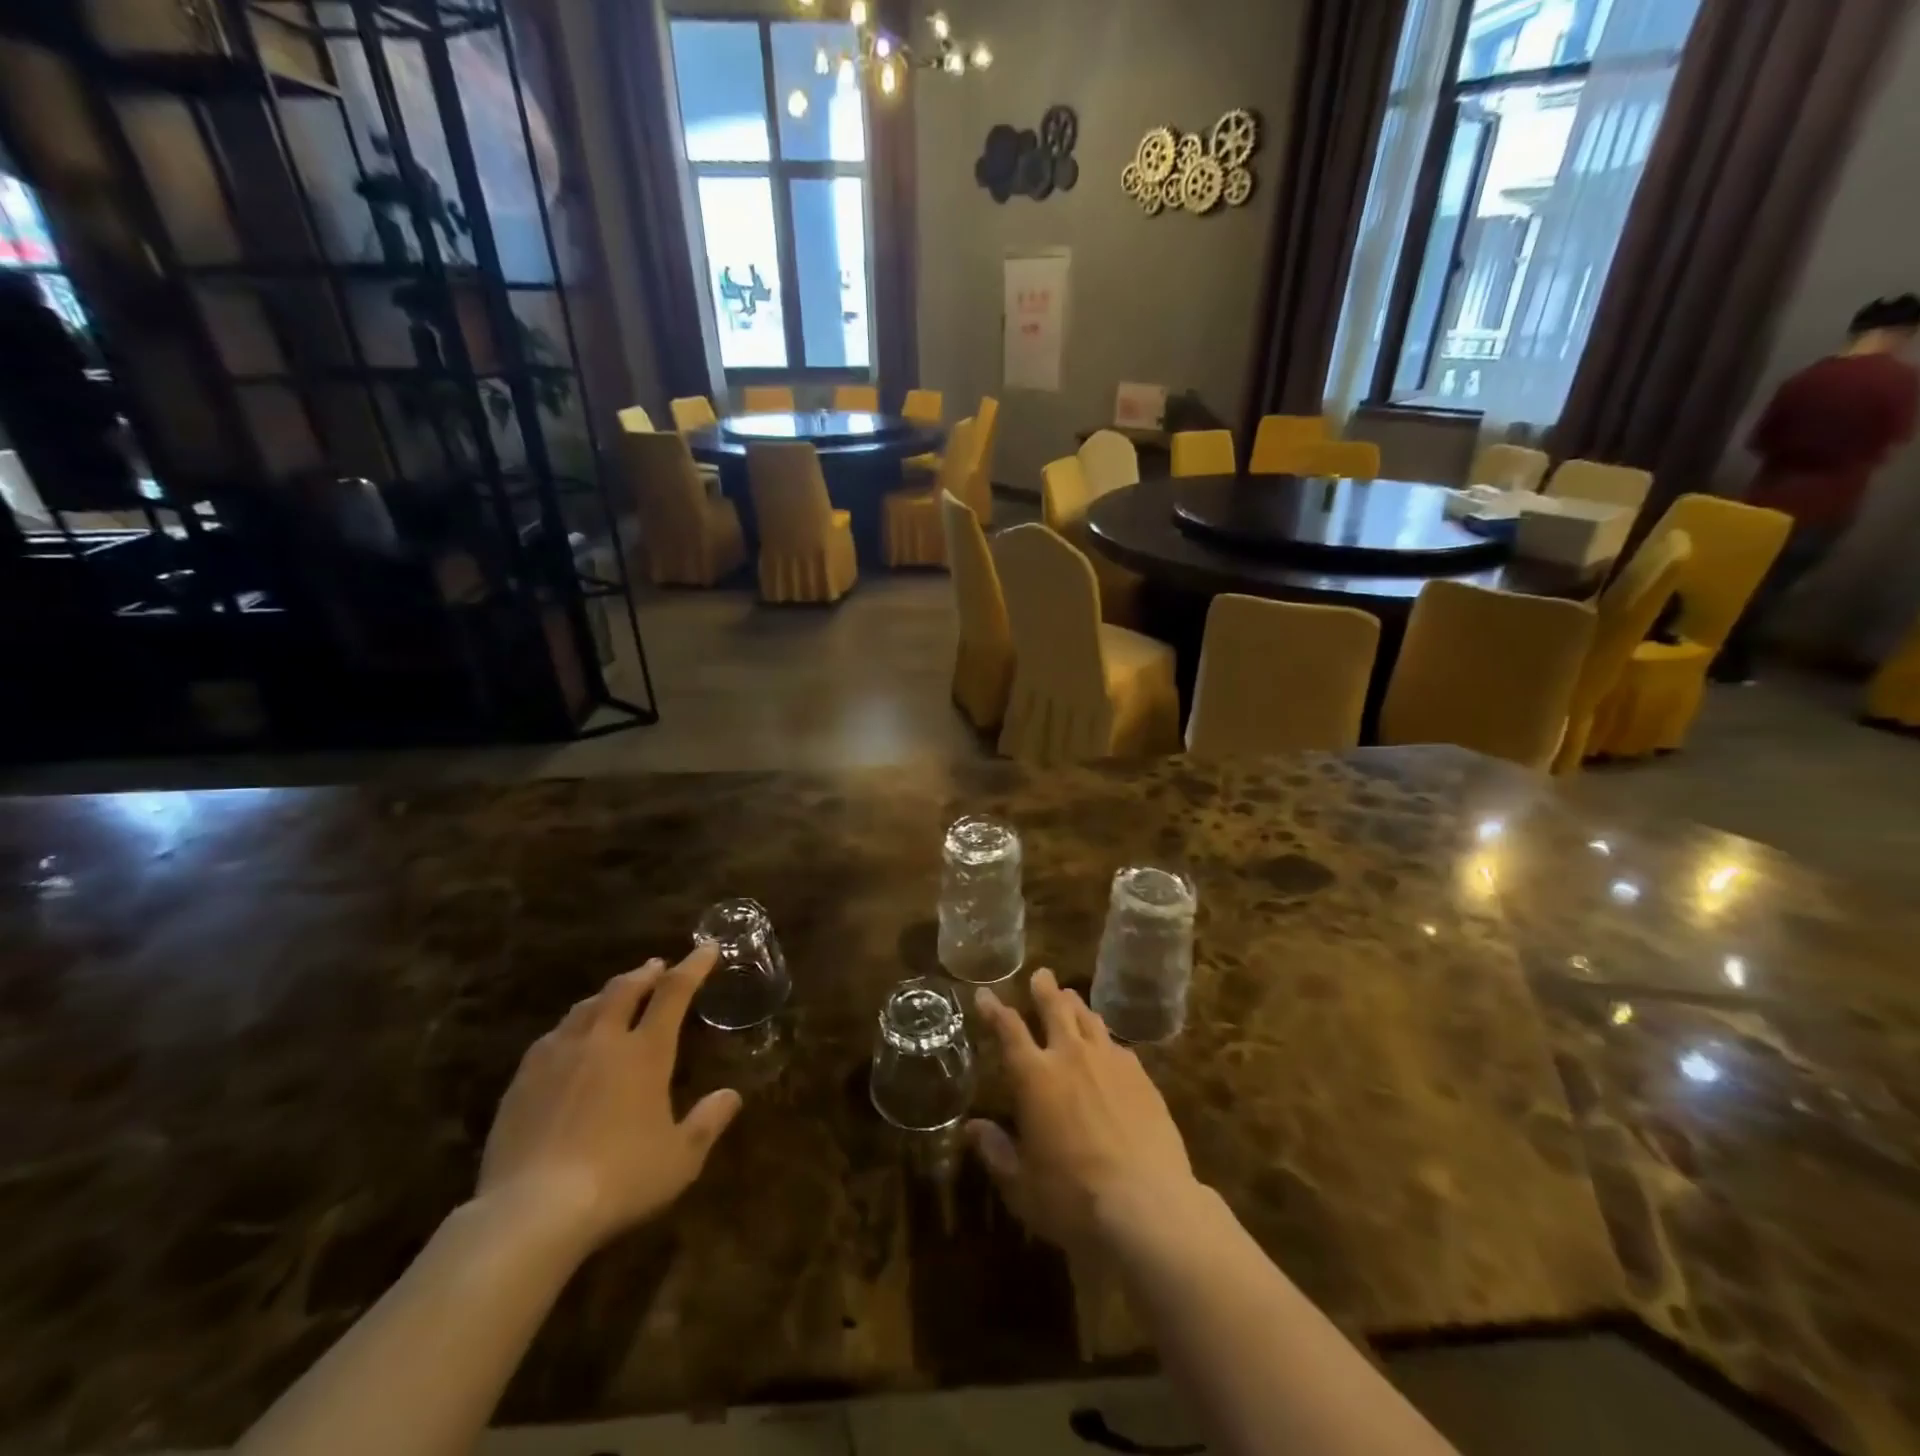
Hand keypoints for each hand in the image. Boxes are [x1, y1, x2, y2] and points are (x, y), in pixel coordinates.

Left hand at [476, 944, 741, 1253]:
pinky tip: (568, 1038)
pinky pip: (552, 1036)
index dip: (693, 966)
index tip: (707, 948)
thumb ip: (708, 1121)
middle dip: (645, 973)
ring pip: (585, 1008)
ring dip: (607, 994)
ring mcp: (558, 1057)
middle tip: (657, 967)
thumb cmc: (620, 1179)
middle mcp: (603, 1041)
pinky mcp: (522, 1081)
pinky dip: (572, 1025)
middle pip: (624, 989)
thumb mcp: (681, 1158)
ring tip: (615, 995)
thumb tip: (731, 1095)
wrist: (531, 1212)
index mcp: (646, 1052)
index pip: (674, 992)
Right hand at [967, 968, 1198, 1254]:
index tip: (985, 994)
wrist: (1147, 1204)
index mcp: (1034, 1077)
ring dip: (1076, 1005)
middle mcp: (1070, 1056)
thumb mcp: (1021, 1186)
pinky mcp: (1141, 1075)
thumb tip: (972, 1128)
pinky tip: (1108, 1045)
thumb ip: (996, 1152)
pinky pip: (1118, 1044)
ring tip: (1070, 997)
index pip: (1008, 1030)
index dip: (994, 1010)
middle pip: (1055, 1008)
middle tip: (1041, 974)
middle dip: (1044, 989)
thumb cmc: (1073, 1198)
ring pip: (1089, 1018)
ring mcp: (1110, 1061)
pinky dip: (1105, 1037)